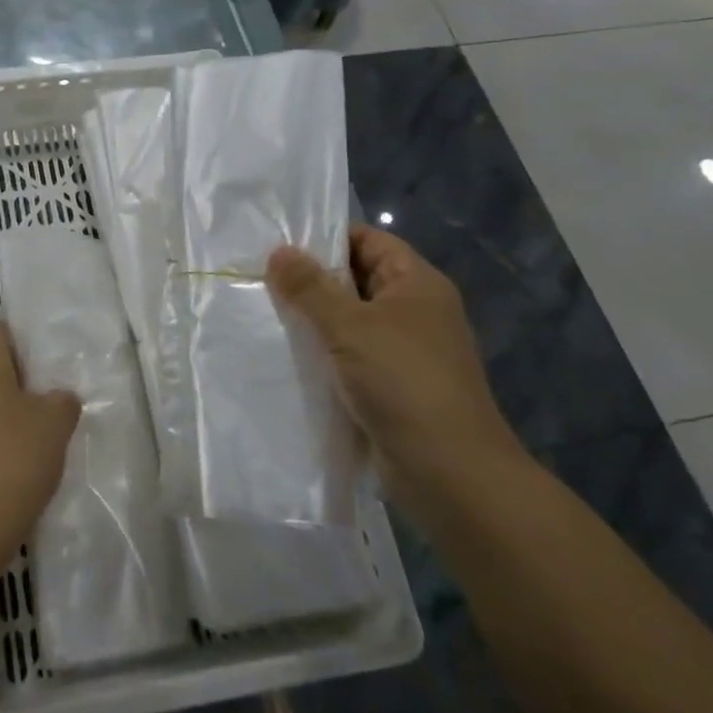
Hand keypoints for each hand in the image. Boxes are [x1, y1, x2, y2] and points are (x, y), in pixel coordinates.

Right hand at [268, 226, 528, 521]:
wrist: (451, 474)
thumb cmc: (403, 382)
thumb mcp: (349, 326)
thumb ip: (310, 287)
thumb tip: (279, 251)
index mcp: (416, 284)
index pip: (368, 240)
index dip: (327, 238)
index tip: (280, 244)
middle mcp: (414, 311)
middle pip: (357, 279)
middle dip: (312, 280)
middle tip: (261, 278)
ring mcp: (405, 352)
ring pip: (350, 321)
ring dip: (314, 320)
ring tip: (264, 313)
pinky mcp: (392, 387)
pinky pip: (351, 357)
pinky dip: (324, 354)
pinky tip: (287, 356)